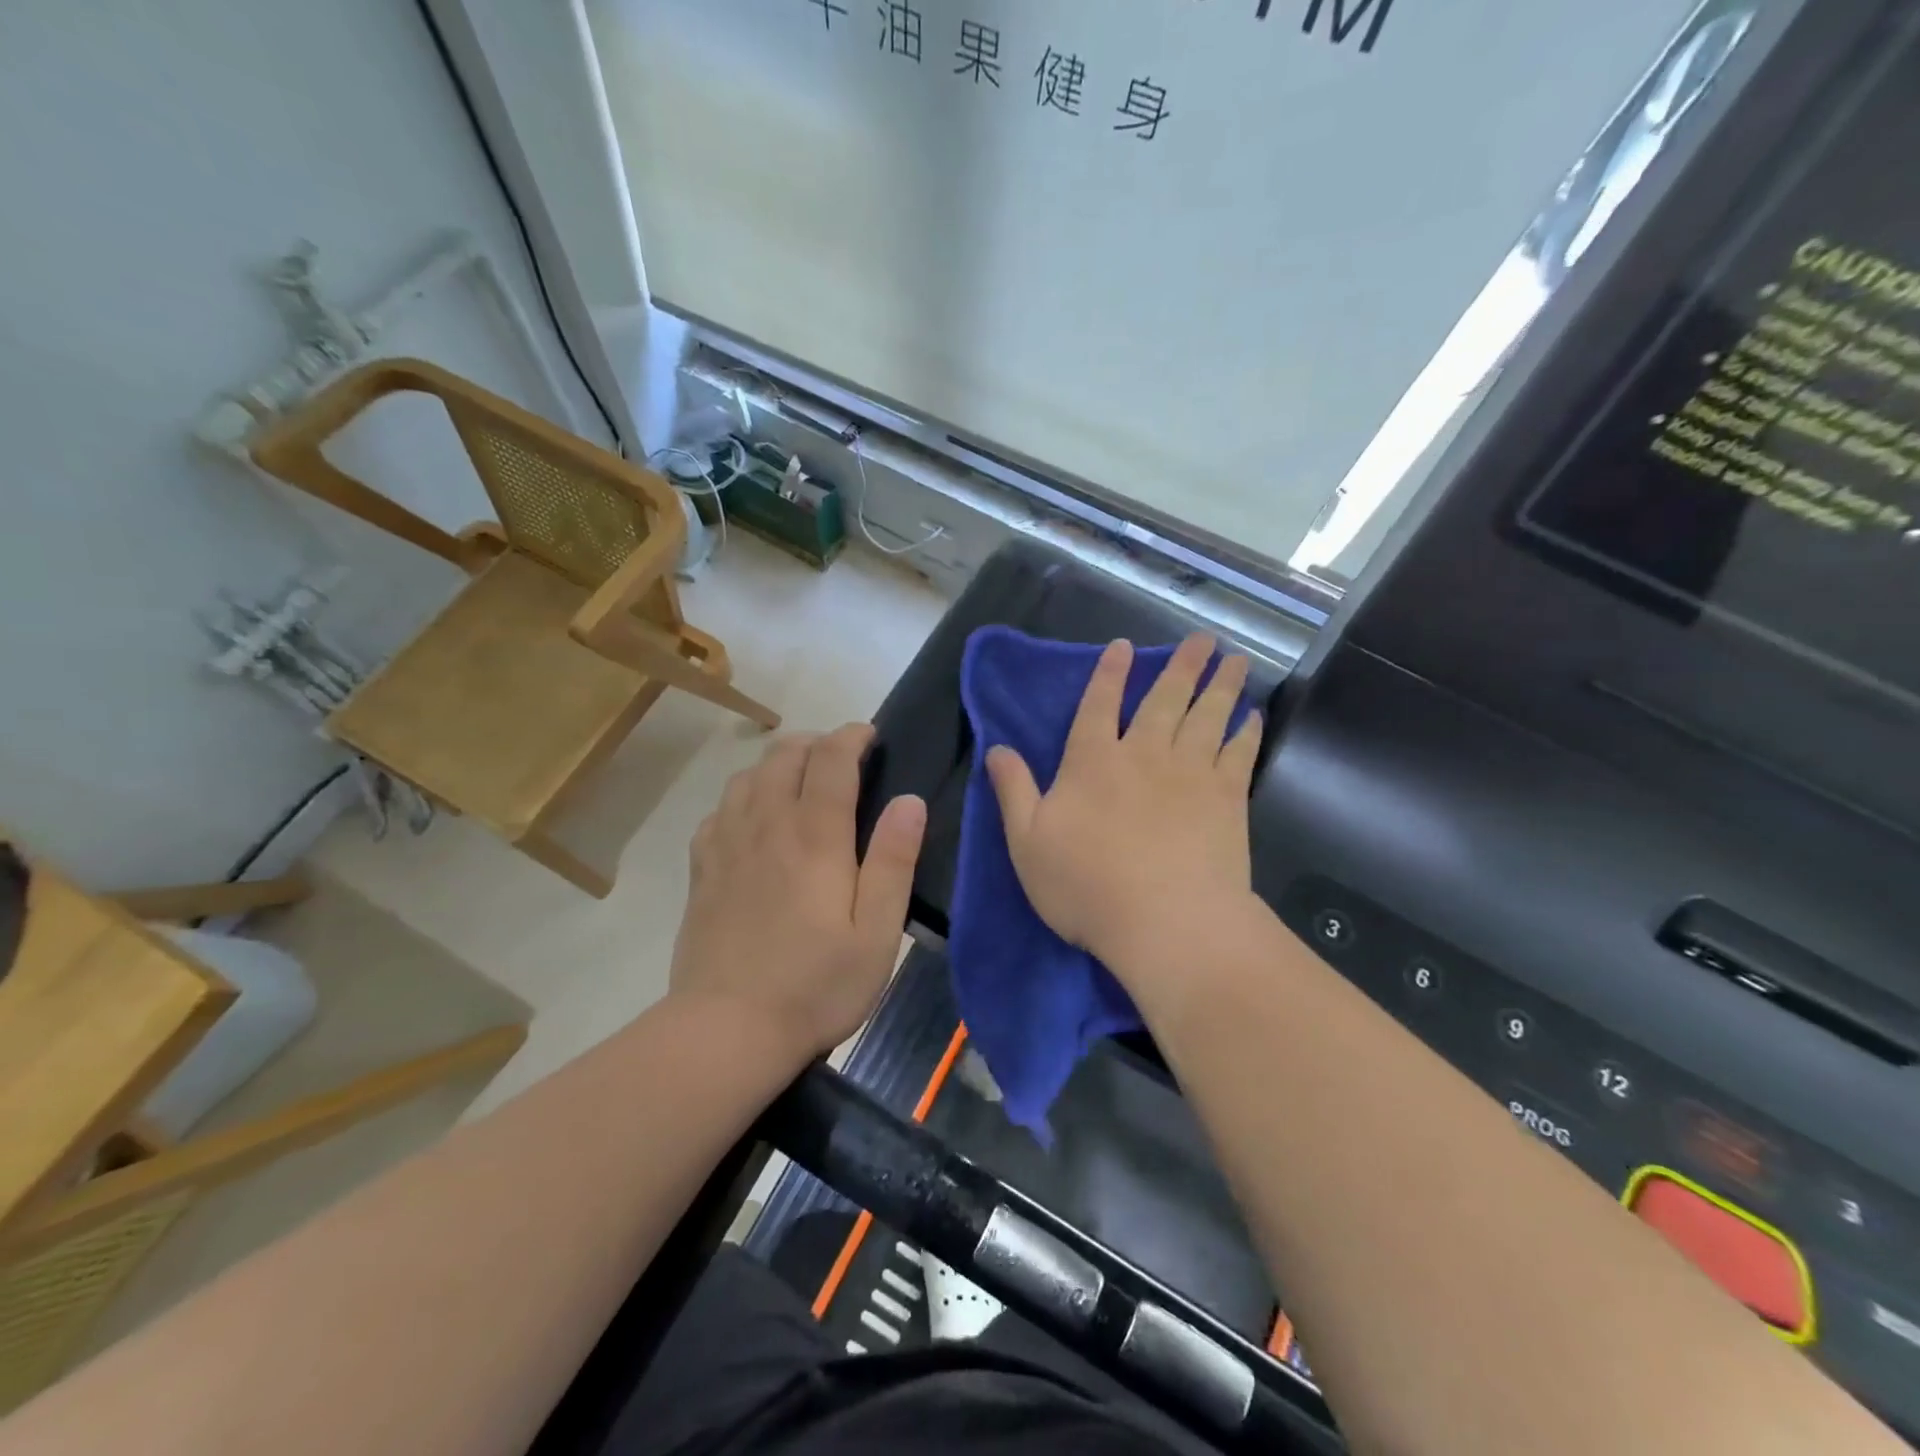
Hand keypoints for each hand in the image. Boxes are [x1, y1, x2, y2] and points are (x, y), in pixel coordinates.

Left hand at [671, 724, 926, 1060]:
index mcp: (815, 836)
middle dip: (817, 742)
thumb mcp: (877, 932)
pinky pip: (719, 809)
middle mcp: (767, 825)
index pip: (831, 759)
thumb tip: (910, 801)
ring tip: (801, 779)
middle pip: (785, 755)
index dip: (852, 736)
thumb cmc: (815, 985)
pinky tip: (755, 818)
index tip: (871, 736)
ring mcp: (727, 844)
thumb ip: (893, 861)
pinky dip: (744, 796)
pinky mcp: (702, 868)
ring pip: (749, 775)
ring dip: (779, 763)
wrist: (726, 1030)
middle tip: (842, 759)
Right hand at [986, 635, 1261, 983]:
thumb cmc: (1086, 886)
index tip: (1125, 645)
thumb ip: (1014, 790)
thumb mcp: (1027, 842)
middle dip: (1181, 666)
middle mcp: (1143, 754)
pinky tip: (1254, 717)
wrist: (1166, 922)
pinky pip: (1239, 754)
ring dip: (1221, 686)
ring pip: (1207, 717)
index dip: (1110, 673)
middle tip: (1202, 638)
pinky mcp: (1227, 799)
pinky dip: (1247, 732)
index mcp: (1092, 762)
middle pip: (1164, 700)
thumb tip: (997, 748)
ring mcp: (1190, 773)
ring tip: (1236, 661)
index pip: (1098, 705)